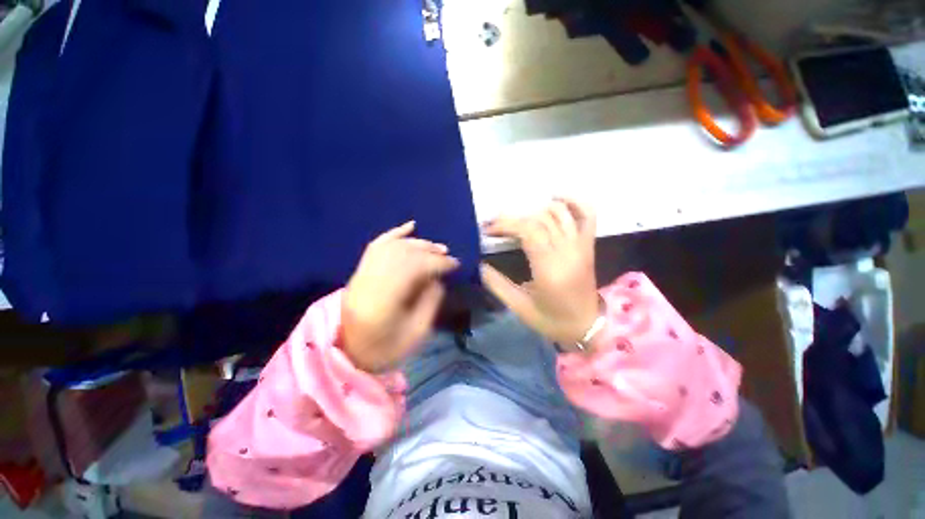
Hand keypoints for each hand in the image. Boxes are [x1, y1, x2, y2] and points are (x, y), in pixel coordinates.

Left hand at [342, 222, 458, 372]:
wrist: (348, 354)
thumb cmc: (386, 349)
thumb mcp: (416, 334)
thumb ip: (430, 303)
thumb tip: (438, 278)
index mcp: (384, 301)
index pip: (415, 269)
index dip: (438, 263)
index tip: (455, 264)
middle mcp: (370, 281)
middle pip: (404, 254)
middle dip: (430, 251)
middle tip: (447, 255)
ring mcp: (361, 274)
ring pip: (393, 246)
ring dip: (417, 243)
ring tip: (435, 246)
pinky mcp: (360, 271)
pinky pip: (377, 245)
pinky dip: (394, 233)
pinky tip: (410, 226)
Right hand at [481, 198, 599, 348]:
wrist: (586, 327)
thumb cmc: (551, 320)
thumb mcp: (519, 308)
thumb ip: (497, 285)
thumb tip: (479, 264)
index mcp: (550, 269)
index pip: (528, 231)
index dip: (506, 225)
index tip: (488, 229)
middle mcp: (568, 252)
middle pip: (540, 220)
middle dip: (513, 218)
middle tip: (494, 225)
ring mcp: (581, 246)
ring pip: (559, 213)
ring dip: (534, 211)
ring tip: (516, 221)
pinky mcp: (588, 245)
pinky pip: (587, 215)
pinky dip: (573, 202)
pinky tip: (555, 199)